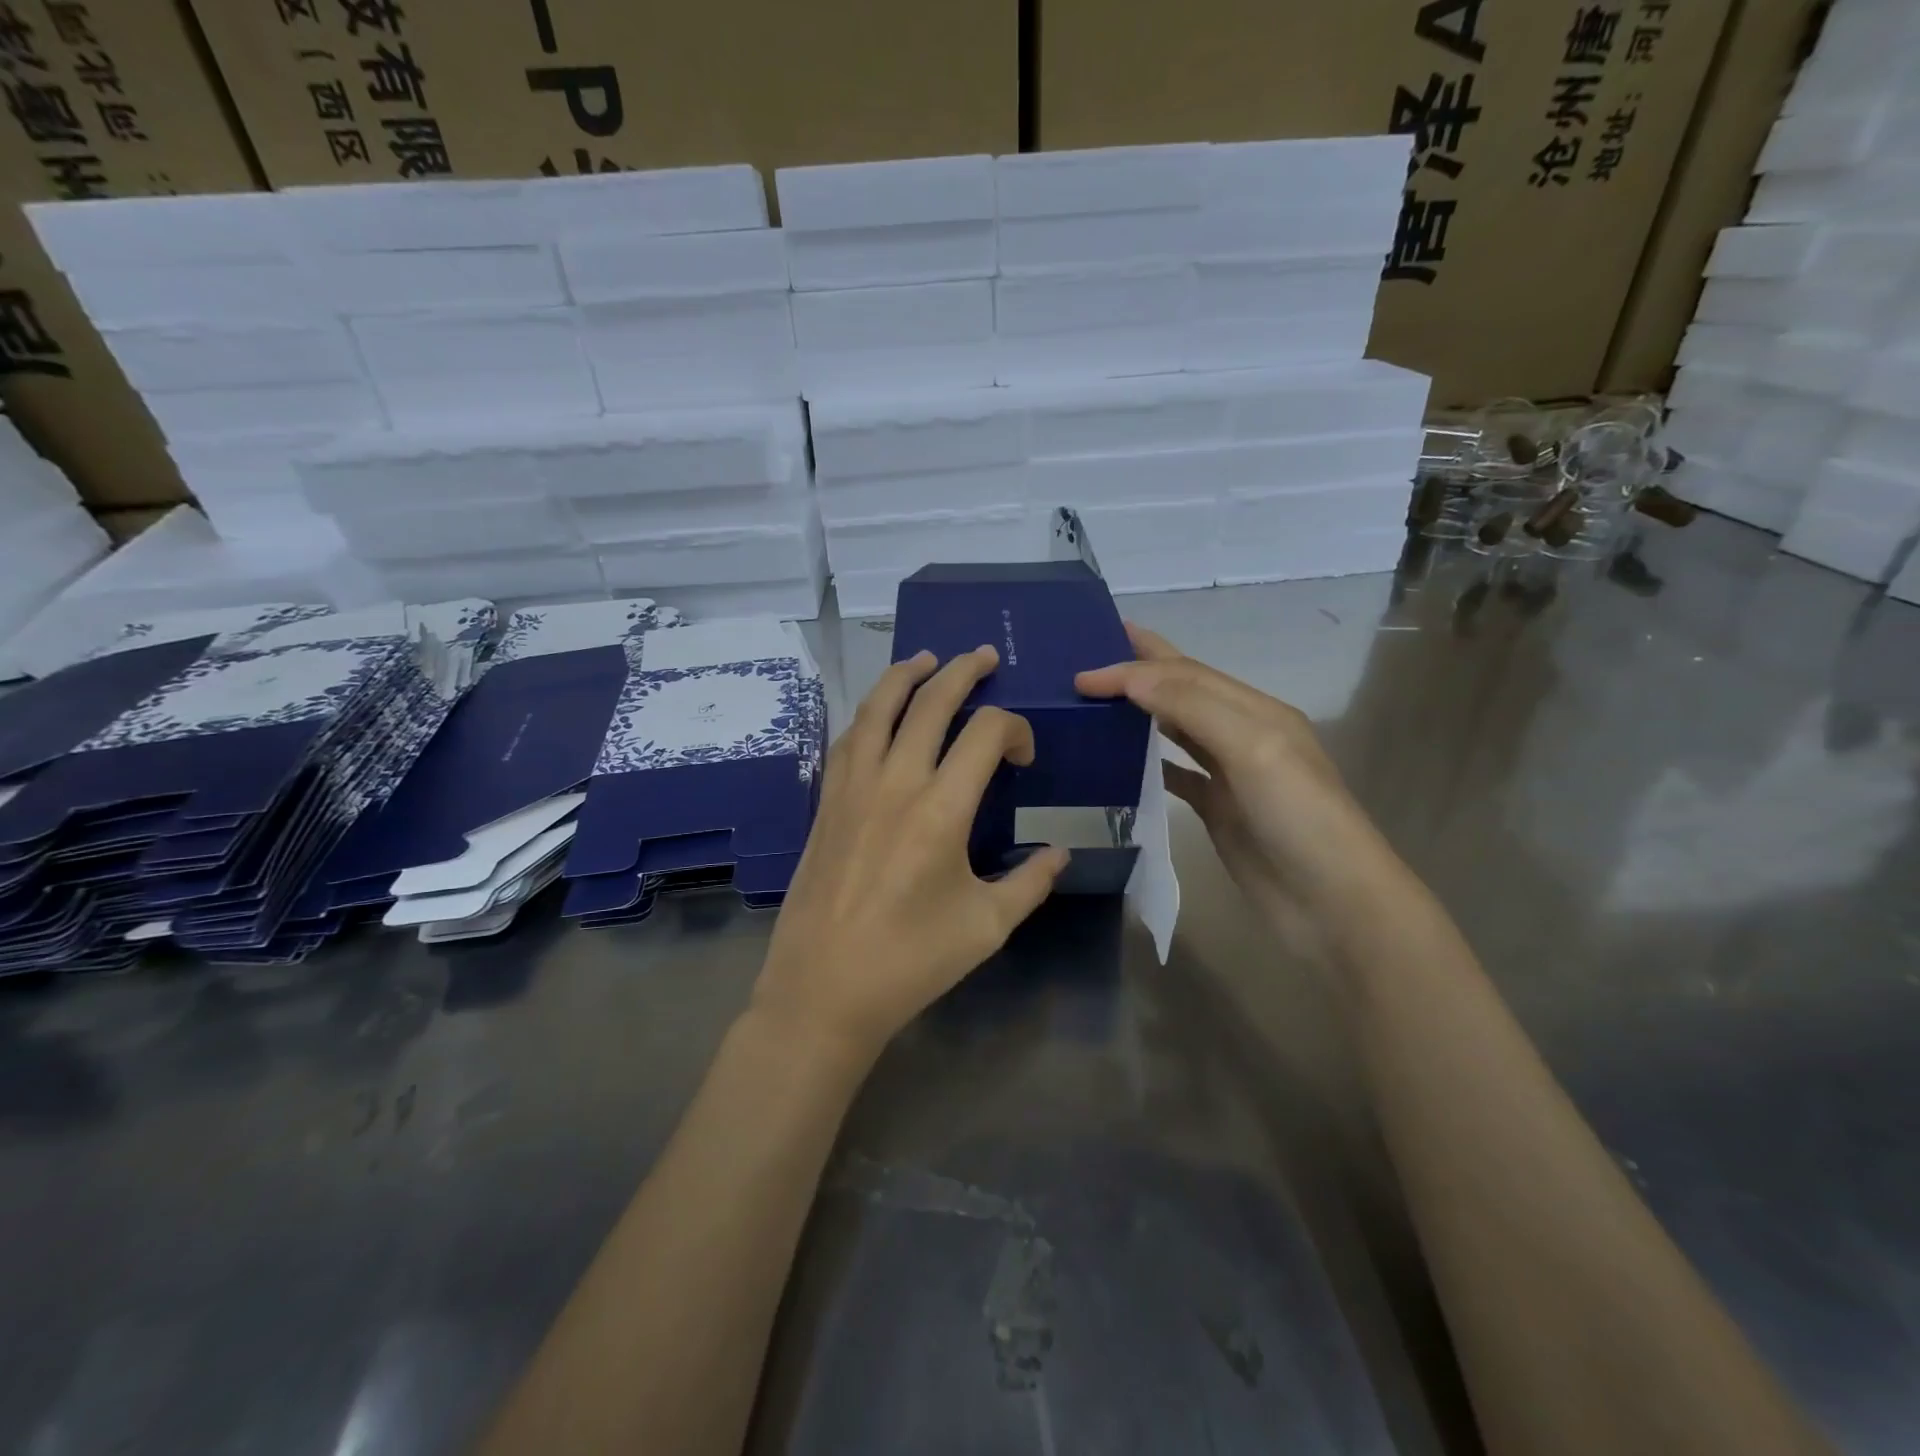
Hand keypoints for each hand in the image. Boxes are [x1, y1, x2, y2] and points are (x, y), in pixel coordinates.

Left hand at [751, 646, 1069, 1062]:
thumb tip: (1059, 854)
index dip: (1014, 728)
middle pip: (930, 702)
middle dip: (962, 672)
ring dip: (905, 675)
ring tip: (926, 659)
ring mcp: (853, 788)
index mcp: (942, 811)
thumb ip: (1030, 882)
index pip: (985, 733)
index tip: (1024, 755)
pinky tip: (879, 714)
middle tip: (983, 656)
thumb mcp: (986, 927)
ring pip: (877, 708)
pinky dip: (870, 713)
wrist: (823, 989)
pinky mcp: (827, 802)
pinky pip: (849, 738)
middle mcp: (895, 783)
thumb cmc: (911, 961)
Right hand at [1076, 623, 1403, 957]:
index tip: (1083, 672)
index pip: (1185, 674)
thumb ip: (1192, 706)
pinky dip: (1149, 760)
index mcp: (1256, 711)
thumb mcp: (1252, 749)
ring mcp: (1230, 775)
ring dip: (1141, 711)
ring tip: (1099, 700)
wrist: (1332, 905)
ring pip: (1177, 729)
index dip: (1135, 666)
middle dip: (1142, 669)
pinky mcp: (1218, 811)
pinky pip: (1176, 774)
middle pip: (1183, 691)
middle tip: (1092, 656)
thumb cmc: (1298, 818)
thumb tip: (1132, 677)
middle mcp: (1242, 734)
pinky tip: (1121, 760)